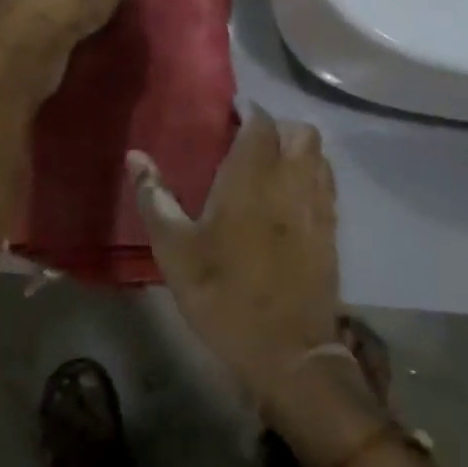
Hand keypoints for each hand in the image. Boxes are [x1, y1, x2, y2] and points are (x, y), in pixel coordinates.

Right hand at [131, 108, 341, 413]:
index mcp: (252, 177)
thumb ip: (155, 197)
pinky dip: (311, 178)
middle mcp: (291, 181)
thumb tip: (134, 156)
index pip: (261, 122)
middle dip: (277, 127)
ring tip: (269, 167)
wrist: (287, 354)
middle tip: (248, 143)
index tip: (229, 116)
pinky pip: (327, 186)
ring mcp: (318, 207)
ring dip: (298, 150)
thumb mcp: (175, 250)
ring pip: (319, 156)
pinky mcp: (332, 233)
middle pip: (300, 131)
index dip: (248, 112)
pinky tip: (289, 200)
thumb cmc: (223, 294)